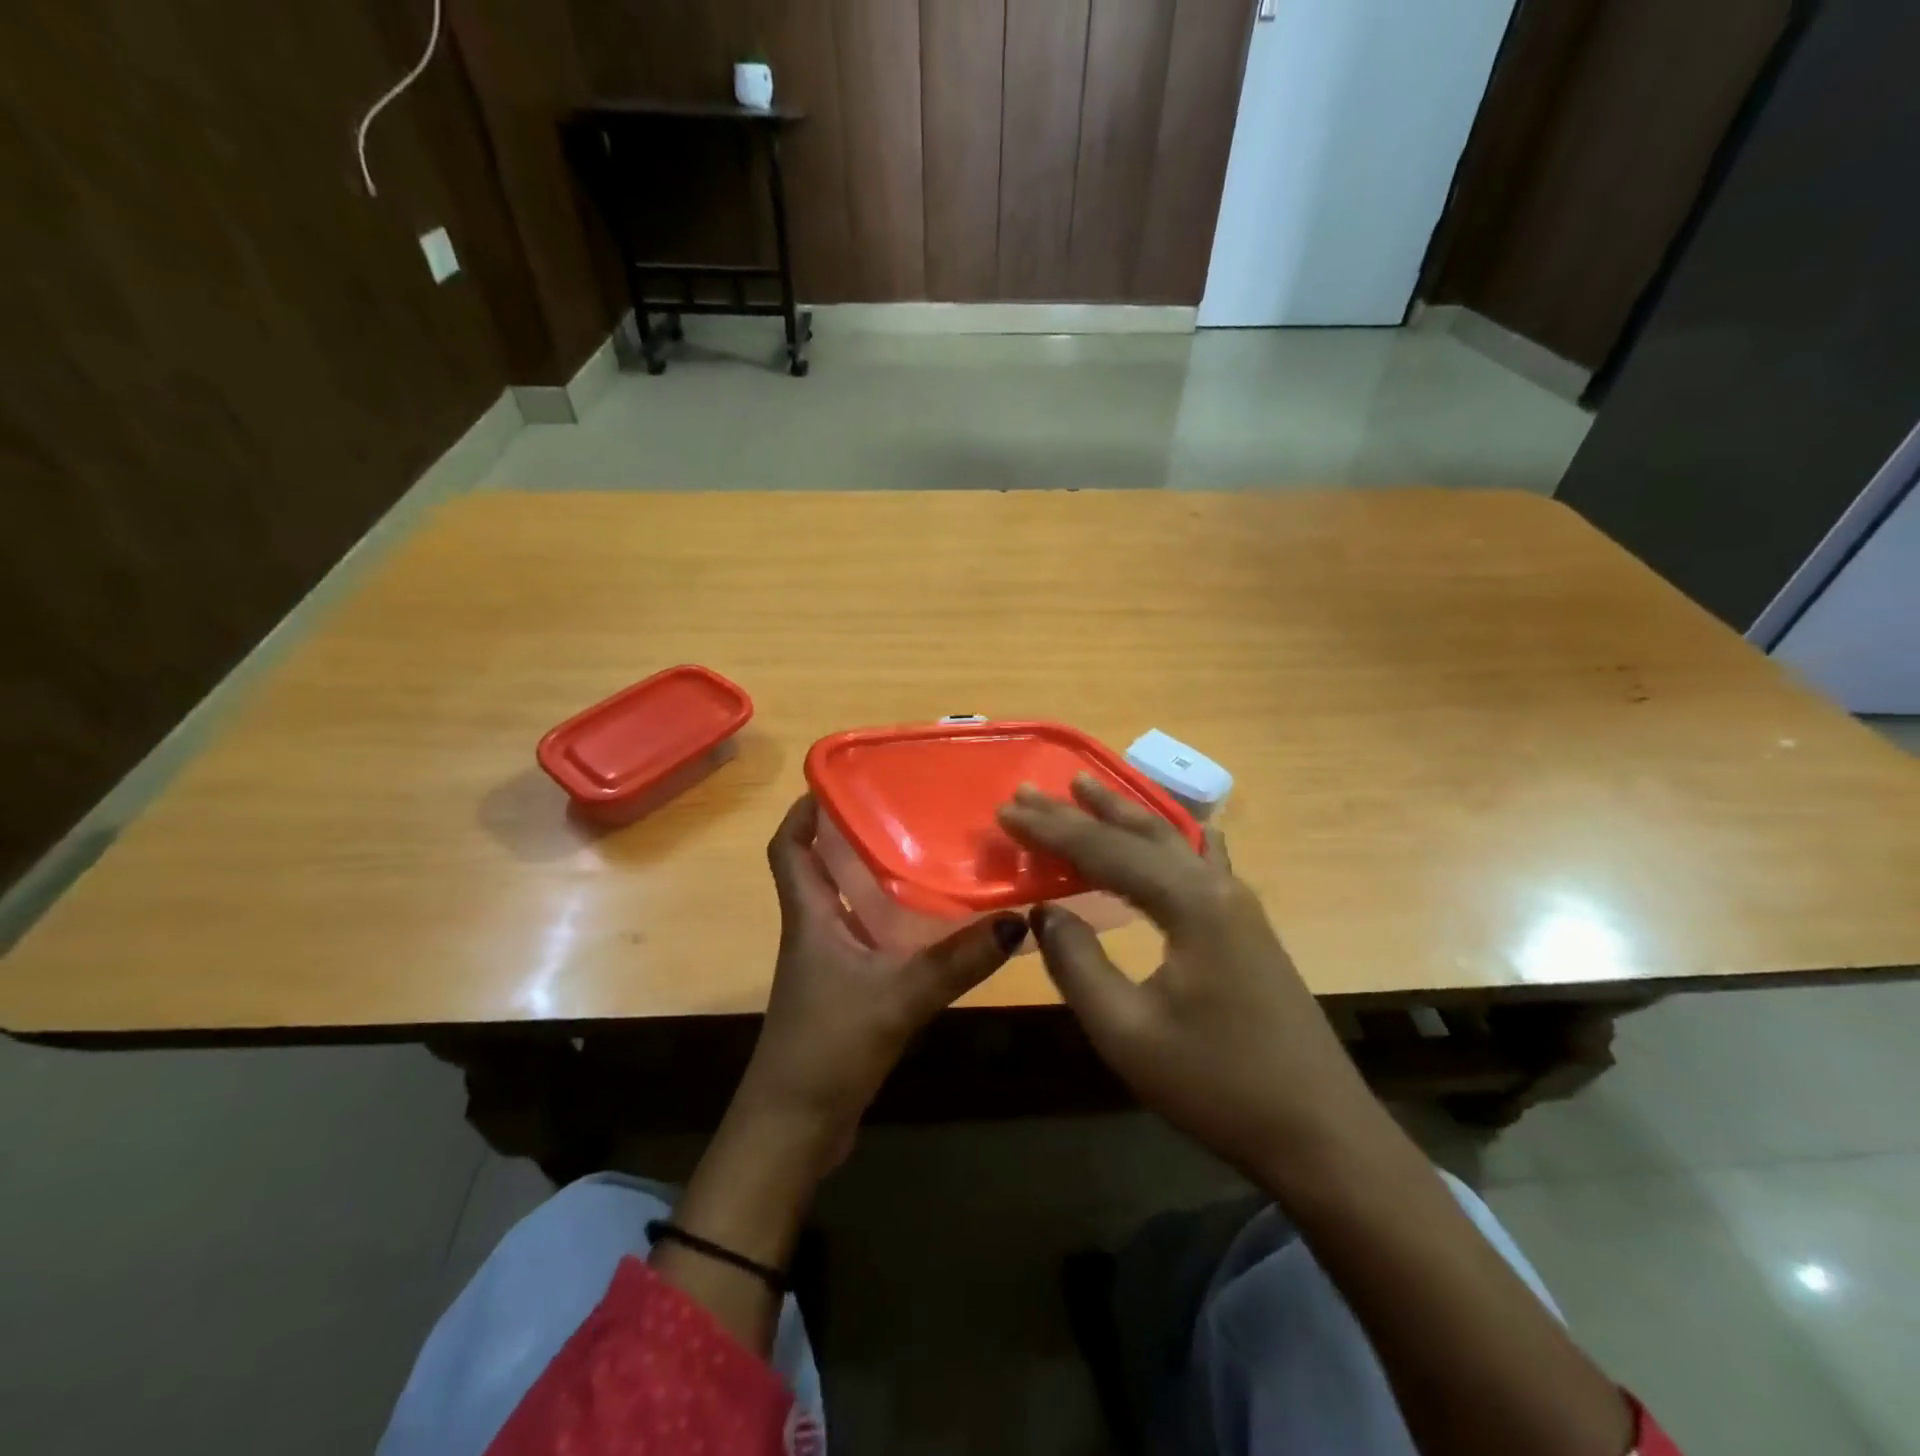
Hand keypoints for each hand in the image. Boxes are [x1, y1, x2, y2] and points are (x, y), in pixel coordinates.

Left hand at [735, 795, 1028, 1159]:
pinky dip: (887, 917)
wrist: (795, 1127)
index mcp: (809, 916)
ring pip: (844, 900)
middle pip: (819, 866)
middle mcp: (813, 928)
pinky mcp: (844, 988)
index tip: (835, 781)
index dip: (801, 812)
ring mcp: (827, 961)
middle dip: (848, 833)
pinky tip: (928, 919)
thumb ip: (957, 961)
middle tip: (899, 807)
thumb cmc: (829, 1046)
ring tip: (921, 848)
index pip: (787, 849)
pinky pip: (864, 934)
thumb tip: (1016, 920)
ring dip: (871, 874)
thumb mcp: (899, 997)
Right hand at [999, 776, 1371, 1177]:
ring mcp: (1238, 903)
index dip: (1051, 830)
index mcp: (1190, 903)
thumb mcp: (1127, 1032)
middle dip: (1081, 810)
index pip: (1105, 851)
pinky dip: (1166, 838)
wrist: (1320, 1134)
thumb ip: (1077, 963)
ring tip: (1086, 787)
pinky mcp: (1245, 925)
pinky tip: (1169, 830)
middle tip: (1031, 790)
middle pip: (1138, 834)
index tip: (1006, 810)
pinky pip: (1197, 860)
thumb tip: (1043, 912)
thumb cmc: (1217, 1086)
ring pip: (1171, 839)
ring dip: (1123, 814)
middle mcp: (1217, 886)